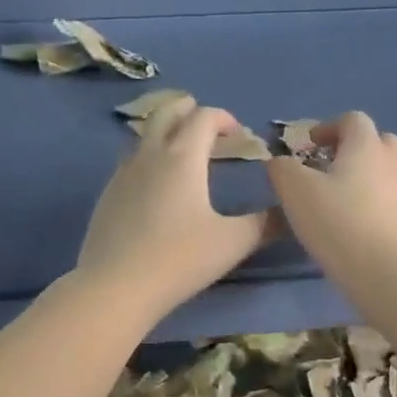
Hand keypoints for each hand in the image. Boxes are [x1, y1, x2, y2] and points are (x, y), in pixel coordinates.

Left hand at [75, 96, 278, 319]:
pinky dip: (148, 159)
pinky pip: (130, 163)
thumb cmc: (179, 259)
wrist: (116, 287)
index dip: (224, 118)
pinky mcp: (107, 196)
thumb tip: (289, 212)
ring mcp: (122, 175)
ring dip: (165, 133)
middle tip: (207, 125)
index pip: (203, 117)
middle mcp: (149, 155)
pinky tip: (156, 187)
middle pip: (165, 113)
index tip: (239, 135)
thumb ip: (265, 224)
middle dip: (188, 110)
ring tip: (182, 152)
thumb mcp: (233, 243)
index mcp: (182, 157)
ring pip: (143, 136)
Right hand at [268, 112, 396, 274]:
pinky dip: (372, 205)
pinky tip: (353, 227)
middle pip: (377, 142)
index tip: (308, 147)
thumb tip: (279, 162)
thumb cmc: (336, 221)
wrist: (383, 270)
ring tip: (338, 201)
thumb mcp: (294, 191)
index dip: (328, 128)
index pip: (352, 120)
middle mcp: (391, 162)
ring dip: (364, 178)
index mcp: (366, 146)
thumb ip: (282, 169)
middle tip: (328, 169)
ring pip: (385, 173)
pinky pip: (389, 202)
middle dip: (353, 149)